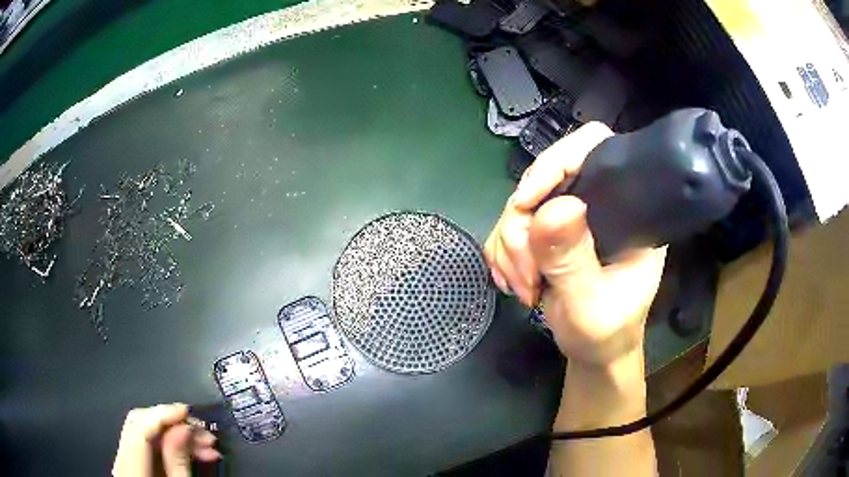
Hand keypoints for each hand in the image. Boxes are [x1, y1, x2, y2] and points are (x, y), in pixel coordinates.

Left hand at [112, 403, 221, 476]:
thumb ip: (178, 461)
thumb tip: (182, 427)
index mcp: (130, 471)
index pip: (139, 429)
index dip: (161, 415)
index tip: (186, 410)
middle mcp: (122, 462)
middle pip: (138, 425)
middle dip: (171, 422)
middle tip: (202, 429)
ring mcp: (125, 463)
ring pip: (145, 434)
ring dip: (176, 434)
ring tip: (207, 443)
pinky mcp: (134, 466)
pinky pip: (148, 447)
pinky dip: (171, 446)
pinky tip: (194, 451)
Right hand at [484, 122, 665, 365]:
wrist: (592, 351)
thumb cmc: (605, 333)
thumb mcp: (591, 302)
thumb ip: (572, 260)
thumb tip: (552, 209)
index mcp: (628, 206)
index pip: (595, 148)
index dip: (556, 161)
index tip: (525, 202)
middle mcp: (598, 201)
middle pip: (544, 177)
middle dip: (523, 225)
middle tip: (526, 272)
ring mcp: (570, 215)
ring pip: (521, 204)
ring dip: (510, 246)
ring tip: (524, 286)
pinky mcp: (547, 231)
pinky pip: (509, 225)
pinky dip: (503, 253)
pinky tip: (514, 280)